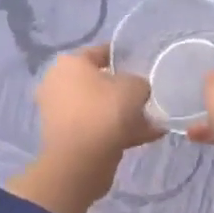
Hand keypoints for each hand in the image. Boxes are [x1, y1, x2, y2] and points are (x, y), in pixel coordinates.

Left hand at [6, 45, 158, 212]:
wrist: (81, 160)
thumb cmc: (105, 111)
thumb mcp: (134, 87)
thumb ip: (139, 83)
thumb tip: (137, 89)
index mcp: (70, 64)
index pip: (99, 52)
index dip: (121, 55)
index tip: (140, 61)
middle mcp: (59, 84)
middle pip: (98, 83)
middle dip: (123, 90)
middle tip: (146, 95)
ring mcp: (60, 113)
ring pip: (100, 109)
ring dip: (125, 114)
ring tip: (154, 121)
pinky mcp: (67, 138)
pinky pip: (98, 128)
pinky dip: (120, 131)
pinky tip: (148, 137)